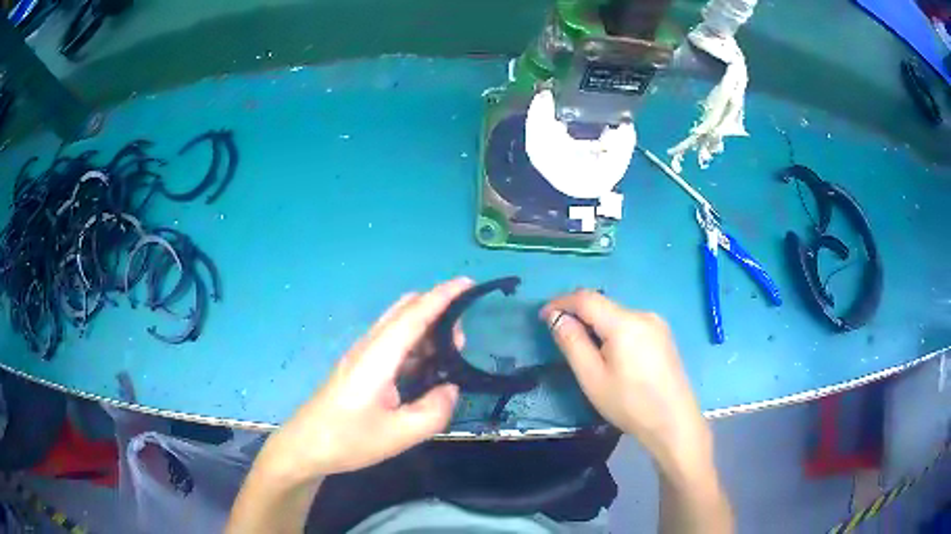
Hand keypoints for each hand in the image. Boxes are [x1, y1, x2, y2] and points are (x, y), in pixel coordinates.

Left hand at [261, 278, 472, 480]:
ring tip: (450, 355)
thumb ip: (434, 410)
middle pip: (404, 310)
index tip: (469, 283)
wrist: (305, 446)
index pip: (415, 315)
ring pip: (397, 325)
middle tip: (462, 339)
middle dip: (437, 310)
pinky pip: (391, 342)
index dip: (443, 296)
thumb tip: (451, 388)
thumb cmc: (348, 440)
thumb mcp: (400, 435)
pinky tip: (424, 368)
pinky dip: (413, 344)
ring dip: (425, 329)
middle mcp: (368, 347)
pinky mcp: (358, 367)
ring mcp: (361, 355)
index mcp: (378, 357)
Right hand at [541, 290, 710, 466]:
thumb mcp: (592, 377)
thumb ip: (572, 342)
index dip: (561, 302)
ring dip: (596, 323)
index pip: (586, 298)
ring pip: (617, 314)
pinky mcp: (663, 335)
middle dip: (578, 314)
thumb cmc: (630, 403)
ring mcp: (657, 324)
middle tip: (560, 335)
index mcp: (625, 323)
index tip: (542, 316)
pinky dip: (613, 330)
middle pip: (603, 304)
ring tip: (584, 348)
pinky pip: (631, 324)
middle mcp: (643, 314)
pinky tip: (611, 353)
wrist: (673, 422)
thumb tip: (556, 317)